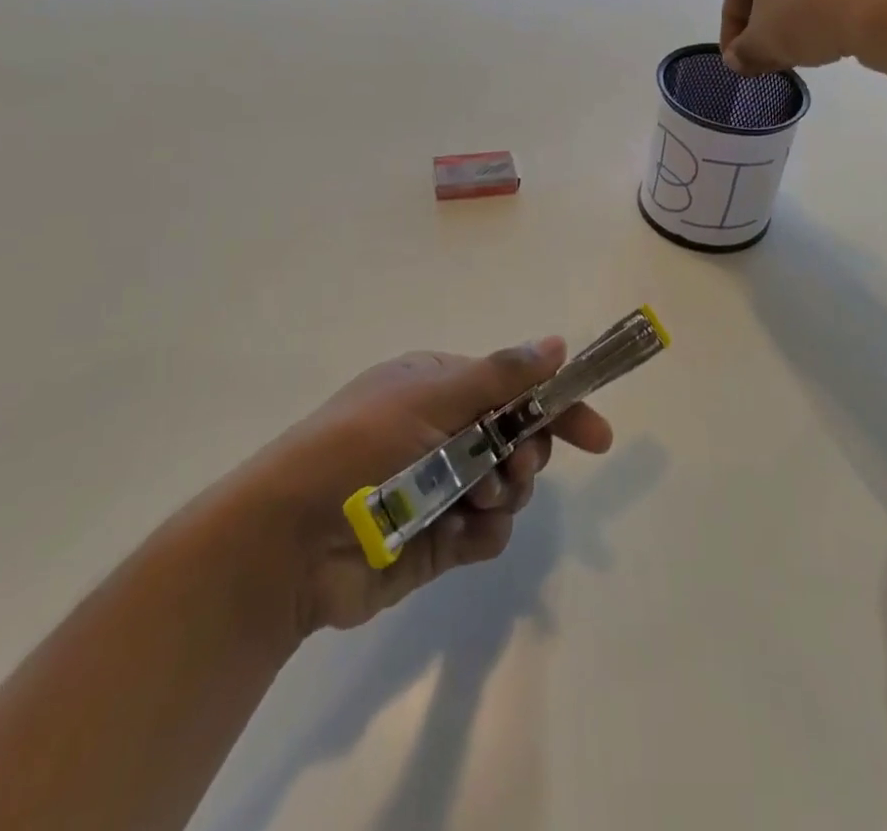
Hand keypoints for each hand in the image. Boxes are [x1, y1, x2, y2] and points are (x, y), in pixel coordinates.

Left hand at [240, 338, 612, 636]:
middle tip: (512, 466)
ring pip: (509, 487)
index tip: (597, 437)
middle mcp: (444, 431)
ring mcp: (442, 486)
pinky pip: (488, 532)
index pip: (515, 388)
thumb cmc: (359, 449)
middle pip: (519, 439)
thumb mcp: (429, 399)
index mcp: (439, 387)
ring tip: (473, 501)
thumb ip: (499, 376)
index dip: (557, 407)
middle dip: (525, 454)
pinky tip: (457, 534)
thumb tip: (557, 343)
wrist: (289, 544)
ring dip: (502, 493)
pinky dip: (482, 533)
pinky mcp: (439, 537)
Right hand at [720, 0, 886, 74]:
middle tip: (764, 60)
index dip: (732, 32)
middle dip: (764, 25)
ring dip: (793, 21)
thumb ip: (742, 52)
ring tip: (795, 54)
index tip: (737, 60)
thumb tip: (736, 60)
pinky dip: (823, 12)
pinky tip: (827, 39)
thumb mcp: (762, 41)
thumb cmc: (806, 12)